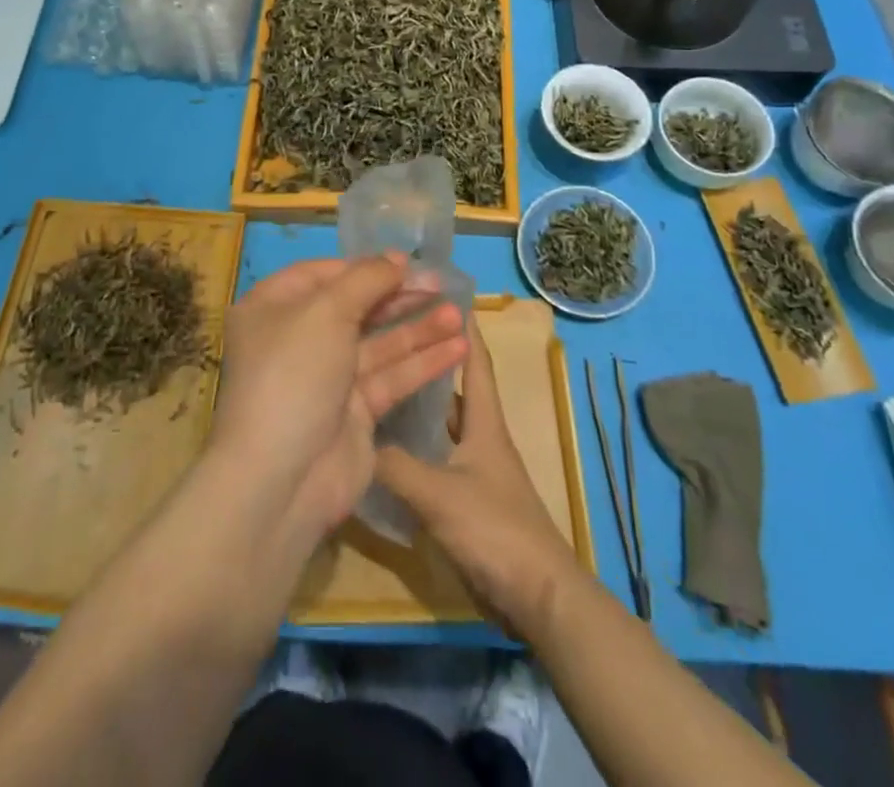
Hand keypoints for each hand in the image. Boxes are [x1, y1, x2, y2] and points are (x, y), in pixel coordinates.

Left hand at [208, 256, 467, 542]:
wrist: (282, 480)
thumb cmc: (294, 374)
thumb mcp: (326, 311)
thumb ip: (366, 279)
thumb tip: (395, 259)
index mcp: (275, 308)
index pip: (323, 274)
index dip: (364, 267)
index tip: (406, 262)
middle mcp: (299, 339)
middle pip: (356, 307)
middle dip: (399, 296)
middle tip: (442, 285)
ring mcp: (328, 378)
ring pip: (379, 344)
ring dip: (419, 328)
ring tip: (459, 314)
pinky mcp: (354, 413)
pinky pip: (391, 377)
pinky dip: (422, 363)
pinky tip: (458, 348)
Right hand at [375, 316, 582, 640]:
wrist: (537, 599)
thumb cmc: (496, 531)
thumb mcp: (439, 494)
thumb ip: (395, 466)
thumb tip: (355, 438)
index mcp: (485, 423)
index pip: (476, 361)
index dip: (464, 326)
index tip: (441, 294)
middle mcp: (481, 438)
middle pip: (455, 390)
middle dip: (429, 360)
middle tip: (390, 337)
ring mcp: (475, 470)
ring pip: (442, 426)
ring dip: (418, 406)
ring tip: (380, 383)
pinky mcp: (467, 500)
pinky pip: (435, 460)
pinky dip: (414, 449)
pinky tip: (385, 450)